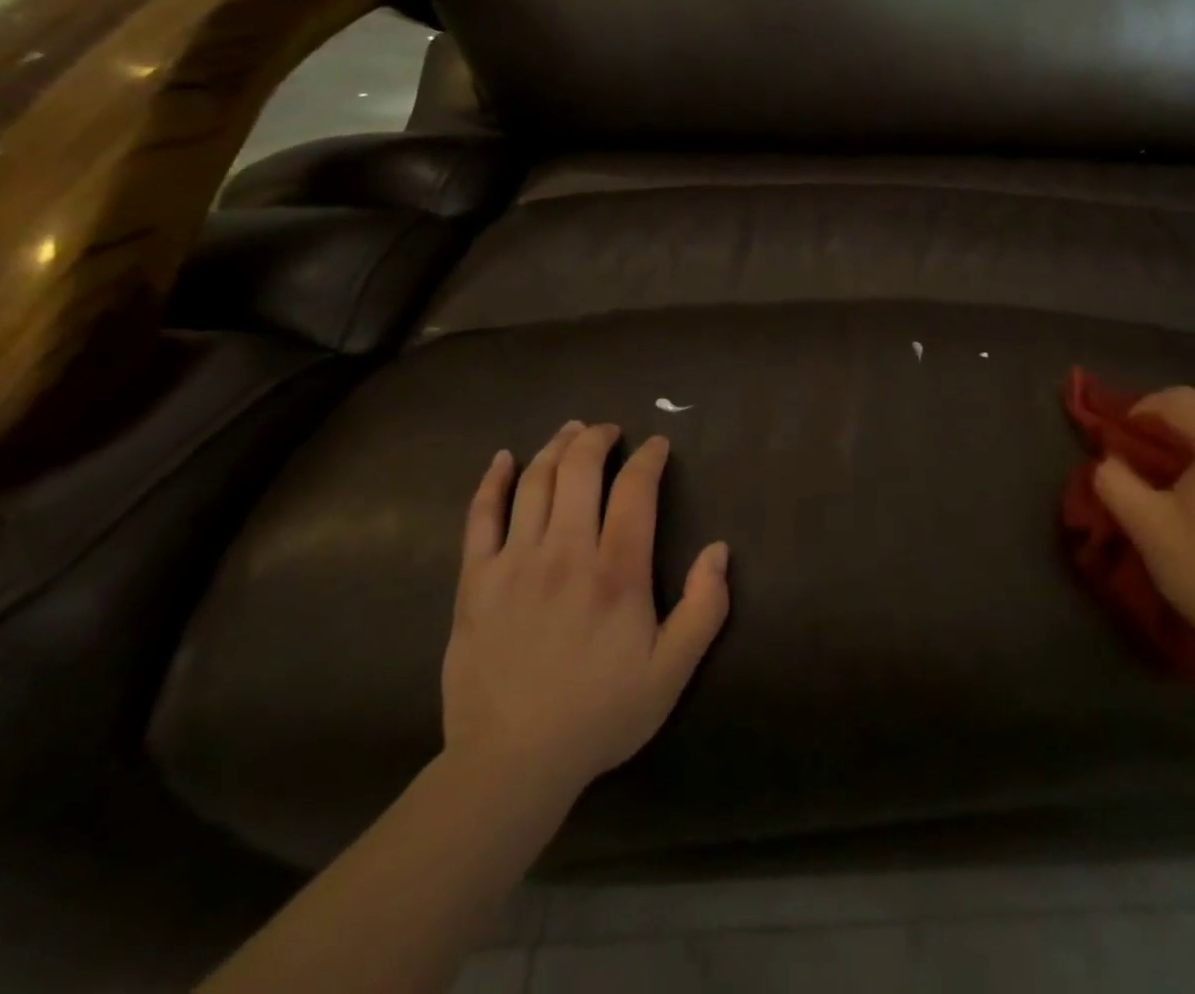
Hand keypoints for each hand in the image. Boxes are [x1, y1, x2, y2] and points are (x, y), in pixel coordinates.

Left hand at [441, 422, 730, 800]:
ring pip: (534, 483)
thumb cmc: (599, 715)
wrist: (511, 764)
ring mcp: (515, 563)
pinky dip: (492, 481)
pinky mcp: (476, 581)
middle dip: (597, 439)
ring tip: (570, 432)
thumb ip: (705, 608)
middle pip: (579, 471)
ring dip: (555, 448)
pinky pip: (480, 517)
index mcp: (617, 572)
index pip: (635, 491)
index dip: (648, 459)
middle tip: (609, 430)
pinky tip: (502, 459)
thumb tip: (718, 550)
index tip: (656, 446)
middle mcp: (566, 552)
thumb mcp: (672, 672)